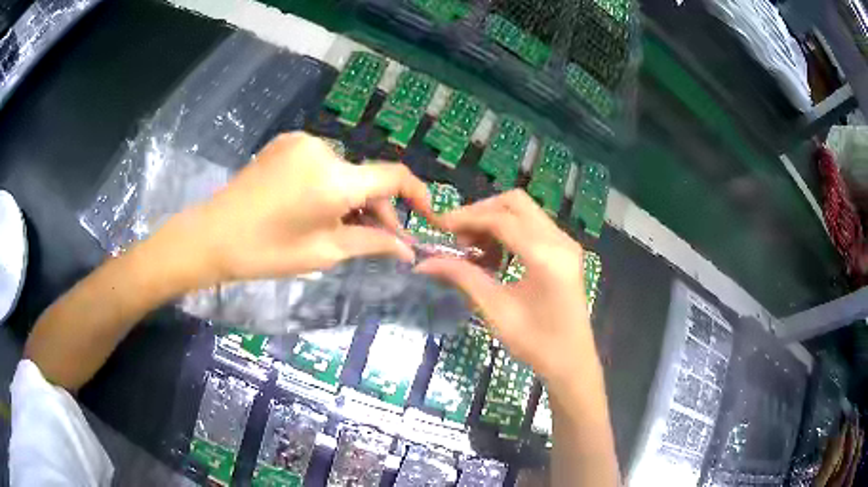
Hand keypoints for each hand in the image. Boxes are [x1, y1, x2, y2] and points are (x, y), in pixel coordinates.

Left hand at [148, 132, 432, 291]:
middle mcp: (324, 150)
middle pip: (367, 177)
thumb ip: (372, 243)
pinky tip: (317, 208)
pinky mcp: (286, 143)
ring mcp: (302, 142)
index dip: (419, 196)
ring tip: (344, 227)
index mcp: (335, 179)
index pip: (394, 177)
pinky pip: (323, 164)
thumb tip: (408, 249)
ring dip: (353, 198)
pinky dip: (331, 185)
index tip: (429, 218)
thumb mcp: (324, 253)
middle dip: (379, 208)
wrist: (211, 235)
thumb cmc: (266, 252)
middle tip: (382, 239)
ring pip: (345, 171)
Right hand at [417, 190, 593, 387]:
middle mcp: (560, 240)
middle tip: (457, 236)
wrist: (571, 362)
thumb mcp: (495, 309)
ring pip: (525, 211)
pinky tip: (495, 256)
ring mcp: (566, 243)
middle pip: (515, 203)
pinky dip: (510, 231)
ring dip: (495, 221)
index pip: (501, 219)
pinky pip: (533, 226)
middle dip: (482, 212)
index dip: (467, 218)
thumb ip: (462, 277)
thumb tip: (424, 262)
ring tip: (473, 249)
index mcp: (546, 256)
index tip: (439, 226)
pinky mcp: (566, 250)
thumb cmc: (535, 343)